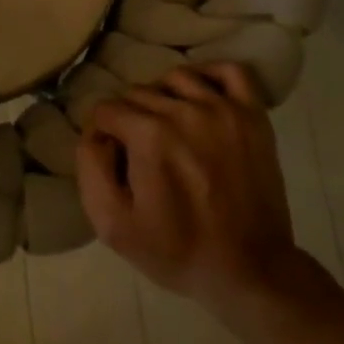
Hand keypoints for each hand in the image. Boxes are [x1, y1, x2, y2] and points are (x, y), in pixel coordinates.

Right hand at [76, 63, 303, 312]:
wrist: (250, 271)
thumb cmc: (176, 250)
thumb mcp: (112, 224)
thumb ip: (90, 168)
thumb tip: (94, 133)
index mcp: (150, 135)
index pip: (106, 110)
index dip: (102, 134)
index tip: (113, 160)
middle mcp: (185, 111)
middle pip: (138, 93)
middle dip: (130, 118)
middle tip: (139, 152)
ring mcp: (224, 110)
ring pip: (176, 78)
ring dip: (163, 96)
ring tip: (167, 127)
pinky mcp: (253, 116)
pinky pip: (230, 72)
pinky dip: (211, 76)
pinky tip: (201, 98)